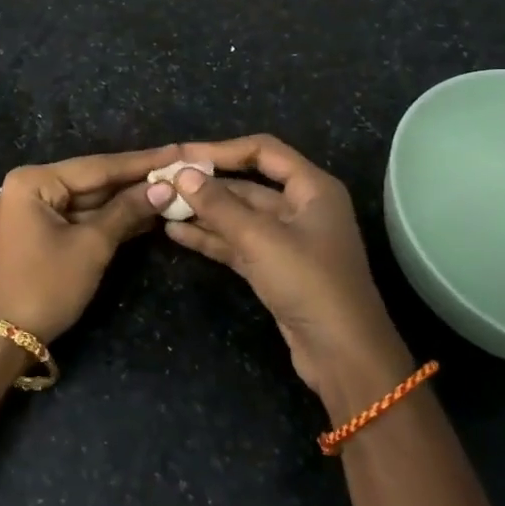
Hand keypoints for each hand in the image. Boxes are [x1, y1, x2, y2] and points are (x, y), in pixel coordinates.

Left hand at [0, 146, 179, 344]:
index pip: (98, 166)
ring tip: (174, 190)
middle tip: (181, 170)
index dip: (142, 162)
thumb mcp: (90, 247)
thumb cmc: (44, 286)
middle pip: (94, 180)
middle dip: (136, 180)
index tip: (178, 151)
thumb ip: (126, 212)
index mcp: (35, 181)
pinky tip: (147, 215)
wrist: (1, 339)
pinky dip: (111, 219)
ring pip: (91, 201)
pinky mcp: (42, 234)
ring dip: (128, 201)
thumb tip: (164, 188)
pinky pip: (82, 218)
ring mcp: (36, 211)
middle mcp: (32, 187)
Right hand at [147, 134, 409, 397]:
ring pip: (239, 216)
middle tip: (164, 182)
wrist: (343, 355)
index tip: (183, 155)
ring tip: (161, 205)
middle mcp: (302, 207)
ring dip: (204, 211)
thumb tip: (182, 174)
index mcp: (312, 188)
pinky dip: (210, 237)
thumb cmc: (309, 282)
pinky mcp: (274, 269)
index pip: (263, 151)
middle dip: (207, 184)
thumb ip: (219, 205)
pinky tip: (176, 232)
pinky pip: (238, 243)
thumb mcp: (260, 239)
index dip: (221, 150)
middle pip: (248, 185)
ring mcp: (288, 240)